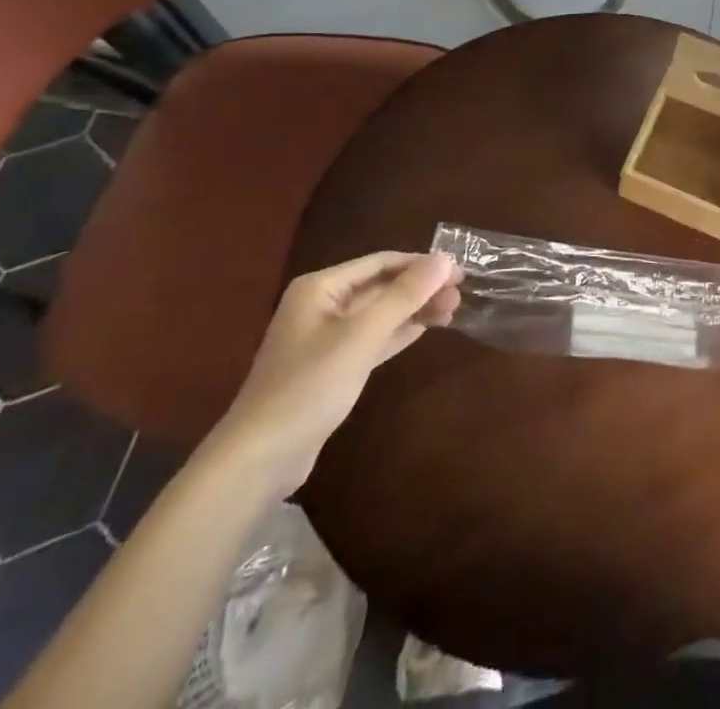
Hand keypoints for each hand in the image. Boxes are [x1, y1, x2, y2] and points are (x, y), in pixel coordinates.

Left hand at [206, 252, 460, 496]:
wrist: (259, 459)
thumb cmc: (309, 386)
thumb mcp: (361, 336)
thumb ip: (404, 296)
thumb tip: (445, 259)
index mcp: (321, 287)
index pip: (381, 262)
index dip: (421, 264)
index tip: (459, 272)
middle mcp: (321, 305)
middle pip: (381, 286)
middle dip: (420, 288)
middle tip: (460, 295)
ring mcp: (324, 338)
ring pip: (379, 313)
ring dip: (413, 309)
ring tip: (452, 311)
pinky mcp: (330, 368)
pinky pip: (371, 338)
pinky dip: (398, 332)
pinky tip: (425, 330)